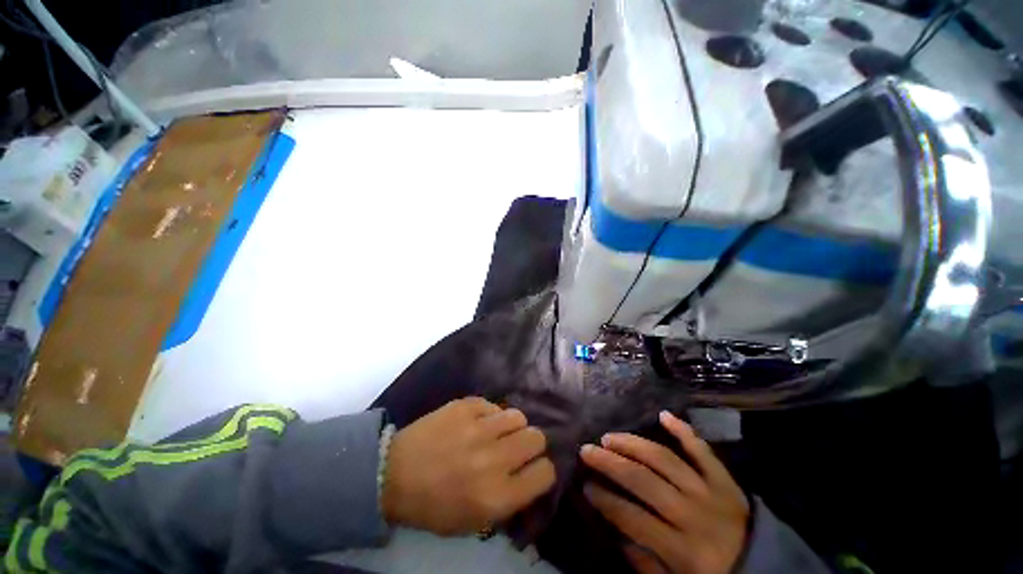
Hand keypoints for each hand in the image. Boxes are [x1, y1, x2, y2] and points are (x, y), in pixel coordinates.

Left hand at [382, 397, 555, 534]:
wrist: (393, 474)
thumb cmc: (433, 505)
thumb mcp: (474, 521)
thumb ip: (509, 501)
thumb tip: (530, 476)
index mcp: (497, 496)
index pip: (544, 473)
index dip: (542, 470)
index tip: (533, 468)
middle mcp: (493, 459)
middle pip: (536, 438)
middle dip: (531, 443)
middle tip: (517, 447)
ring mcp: (478, 428)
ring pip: (518, 416)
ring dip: (512, 426)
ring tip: (498, 432)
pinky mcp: (465, 406)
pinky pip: (493, 405)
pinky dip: (490, 414)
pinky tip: (477, 423)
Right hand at [580, 411, 748, 573]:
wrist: (767, 569)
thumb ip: (646, 563)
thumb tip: (616, 532)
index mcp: (684, 550)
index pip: (633, 518)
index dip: (606, 500)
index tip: (586, 486)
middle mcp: (694, 514)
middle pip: (644, 480)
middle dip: (610, 463)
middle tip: (587, 450)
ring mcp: (711, 491)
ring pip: (664, 459)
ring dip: (633, 444)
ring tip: (609, 437)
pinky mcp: (725, 479)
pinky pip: (703, 450)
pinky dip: (683, 430)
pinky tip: (663, 415)